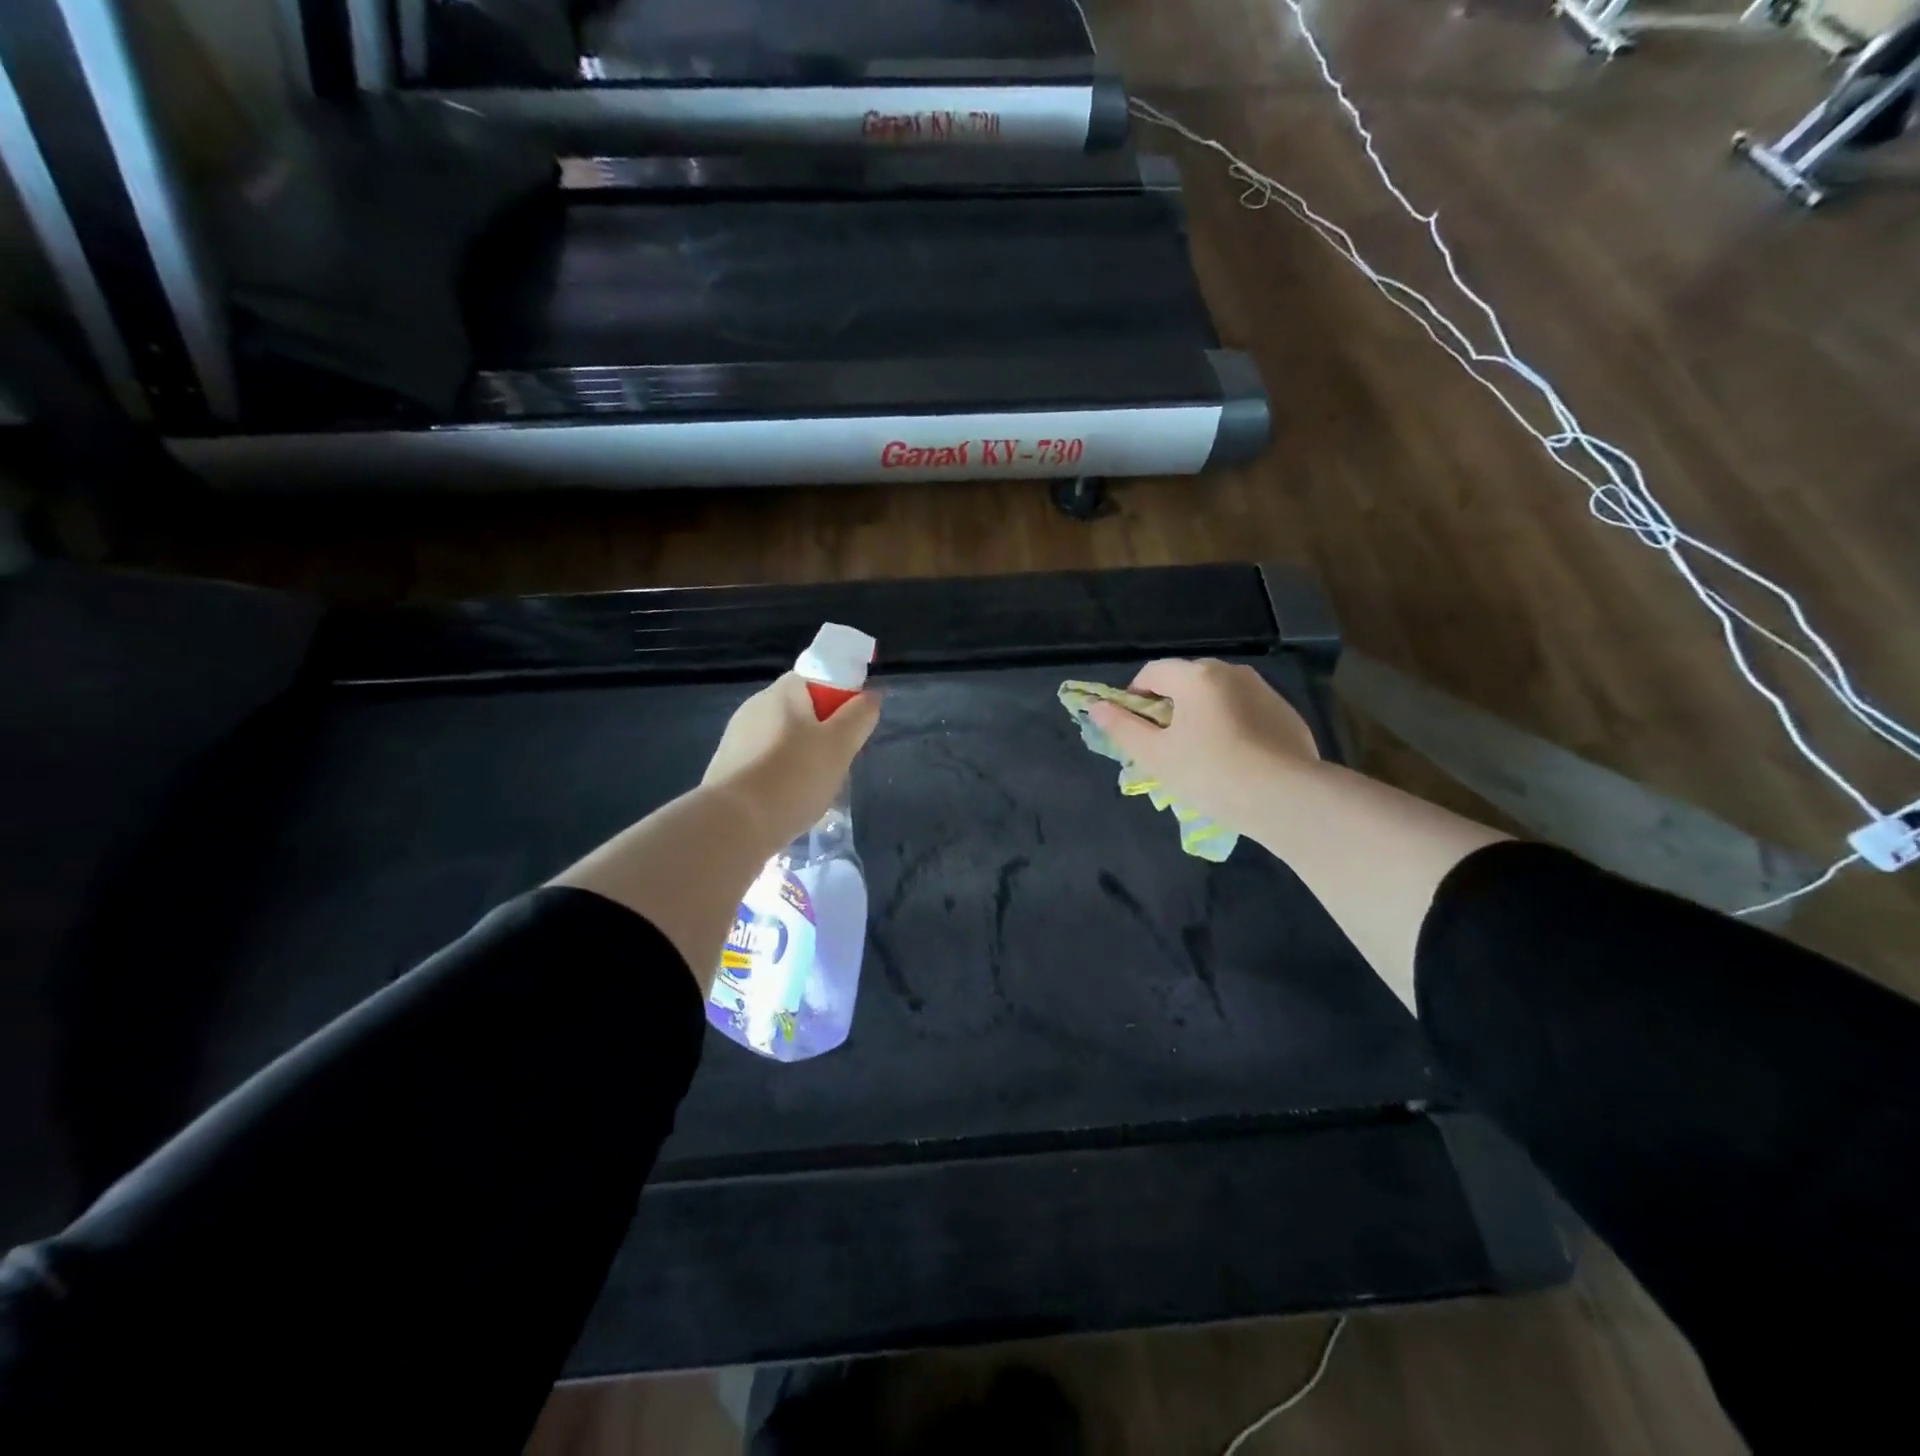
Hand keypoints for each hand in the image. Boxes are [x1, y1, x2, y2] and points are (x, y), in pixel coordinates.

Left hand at [703, 673, 881, 849]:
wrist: (735, 824)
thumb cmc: (794, 776)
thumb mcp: (840, 744)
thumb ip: (860, 716)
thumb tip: (871, 696)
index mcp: (782, 692)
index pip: (817, 677)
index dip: (839, 697)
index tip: (851, 728)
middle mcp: (755, 706)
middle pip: (801, 711)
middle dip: (823, 734)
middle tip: (838, 763)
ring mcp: (736, 738)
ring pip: (783, 740)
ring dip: (802, 758)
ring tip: (815, 789)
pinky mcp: (727, 768)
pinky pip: (765, 764)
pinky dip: (781, 777)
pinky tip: (789, 802)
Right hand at [1088, 659, 1320, 831]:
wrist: (1286, 798)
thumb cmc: (1210, 773)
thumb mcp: (1155, 755)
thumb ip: (1122, 727)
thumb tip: (1096, 707)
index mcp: (1196, 676)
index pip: (1153, 671)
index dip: (1135, 696)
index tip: (1134, 728)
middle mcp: (1231, 672)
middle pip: (1187, 681)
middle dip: (1170, 706)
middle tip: (1166, 746)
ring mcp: (1264, 691)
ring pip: (1219, 696)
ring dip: (1202, 716)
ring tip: (1202, 755)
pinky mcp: (1287, 715)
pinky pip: (1247, 712)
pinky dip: (1233, 727)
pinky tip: (1235, 760)